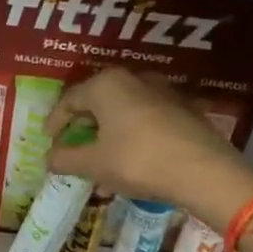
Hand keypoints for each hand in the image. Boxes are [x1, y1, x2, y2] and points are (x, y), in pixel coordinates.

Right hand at [45, 69, 252, 213]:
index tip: (48, 141)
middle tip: (72, 149)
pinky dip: (130, 137)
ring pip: (123, 112)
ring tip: (100, 160)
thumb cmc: (138, 161)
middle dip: (82, 128)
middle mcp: (135, 79)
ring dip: (107, 135)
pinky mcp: (184, 111)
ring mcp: (164, 93)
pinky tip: (129, 161)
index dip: (55, 122)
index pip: (70, 99)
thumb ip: (65, 158)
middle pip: (98, 102)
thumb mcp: (94, 164)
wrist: (204, 172)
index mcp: (107, 85)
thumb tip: (49, 157)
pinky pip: (145, 121)